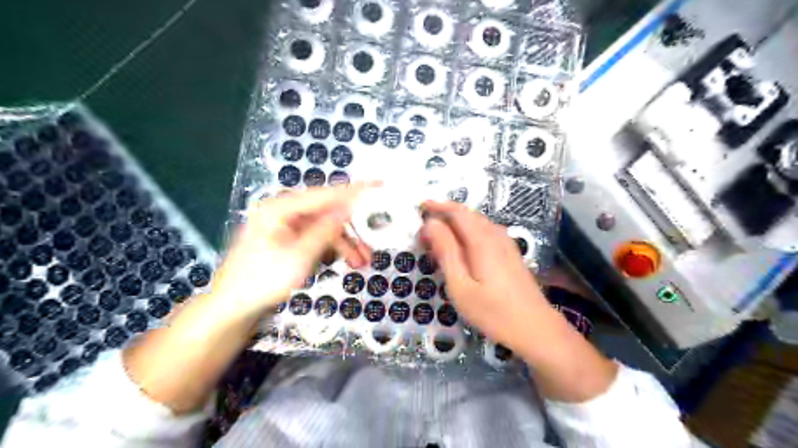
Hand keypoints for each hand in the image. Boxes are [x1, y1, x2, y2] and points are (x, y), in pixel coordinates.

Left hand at [211, 183, 373, 317]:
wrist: (232, 309)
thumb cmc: (262, 281)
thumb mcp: (299, 256)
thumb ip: (325, 230)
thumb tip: (348, 207)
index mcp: (281, 208)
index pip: (325, 194)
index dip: (354, 190)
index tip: (379, 185)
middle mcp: (284, 212)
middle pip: (327, 211)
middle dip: (352, 228)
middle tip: (373, 240)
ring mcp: (286, 226)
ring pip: (324, 227)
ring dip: (345, 243)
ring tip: (363, 262)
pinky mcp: (288, 240)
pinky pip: (316, 238)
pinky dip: (332, 249)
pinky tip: (346, 262)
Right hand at [424, 201, 614, 399]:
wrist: (536, 328)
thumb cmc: (493, 312)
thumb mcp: (461, 286)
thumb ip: (446, 252)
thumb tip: (430, 224)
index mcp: (482, 241)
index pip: (457, 212)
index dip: (437, 207)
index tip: (419, 208)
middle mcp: (495, 235)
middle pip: (468, 214)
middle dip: (445, 213)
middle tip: (425, 224)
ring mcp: (506, 243)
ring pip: (478, 222)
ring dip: (457, 221)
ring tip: (439, 232)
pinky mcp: (511, 253)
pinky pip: (486, 231)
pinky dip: (469, 230)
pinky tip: (463, 244)